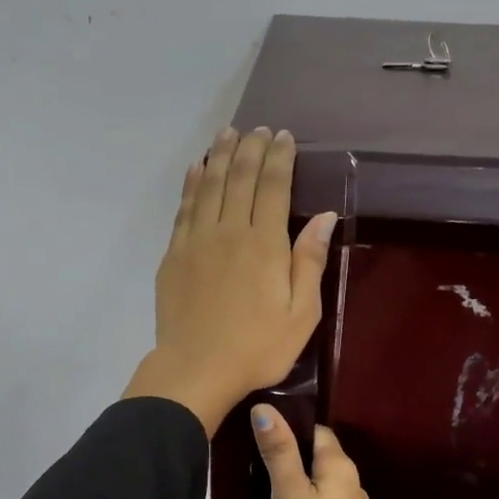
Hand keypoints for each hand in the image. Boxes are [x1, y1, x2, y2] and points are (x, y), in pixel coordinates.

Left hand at [123, 127, 335, 435]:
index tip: (283, 136)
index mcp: (265, 245)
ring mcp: (196, 240)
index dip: (279, 158)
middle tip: (258, 129)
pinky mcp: (174, 254)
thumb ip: (310, 262)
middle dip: (251, 148)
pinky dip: (192, 182)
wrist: (196, 369)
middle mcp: (229, 231)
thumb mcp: (302, 315)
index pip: (273, 186)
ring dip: (220, 155)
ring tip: (229, 133)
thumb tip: (324, 217)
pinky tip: (197, 167)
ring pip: (209, 185)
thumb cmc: (258, 348)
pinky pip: (184, 207)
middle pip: (239, 177)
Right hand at [249, 413, 392, 498]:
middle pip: (316, 456)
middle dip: (289, 454)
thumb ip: (279, 453)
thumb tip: (264, 407)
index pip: (315, 431)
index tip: (257, 429)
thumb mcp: (291, 495)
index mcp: (339, 465)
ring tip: (261, 485)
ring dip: (295, 481)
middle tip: (251, 457)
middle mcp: (349, 482)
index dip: (289, 426)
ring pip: (318, 483)